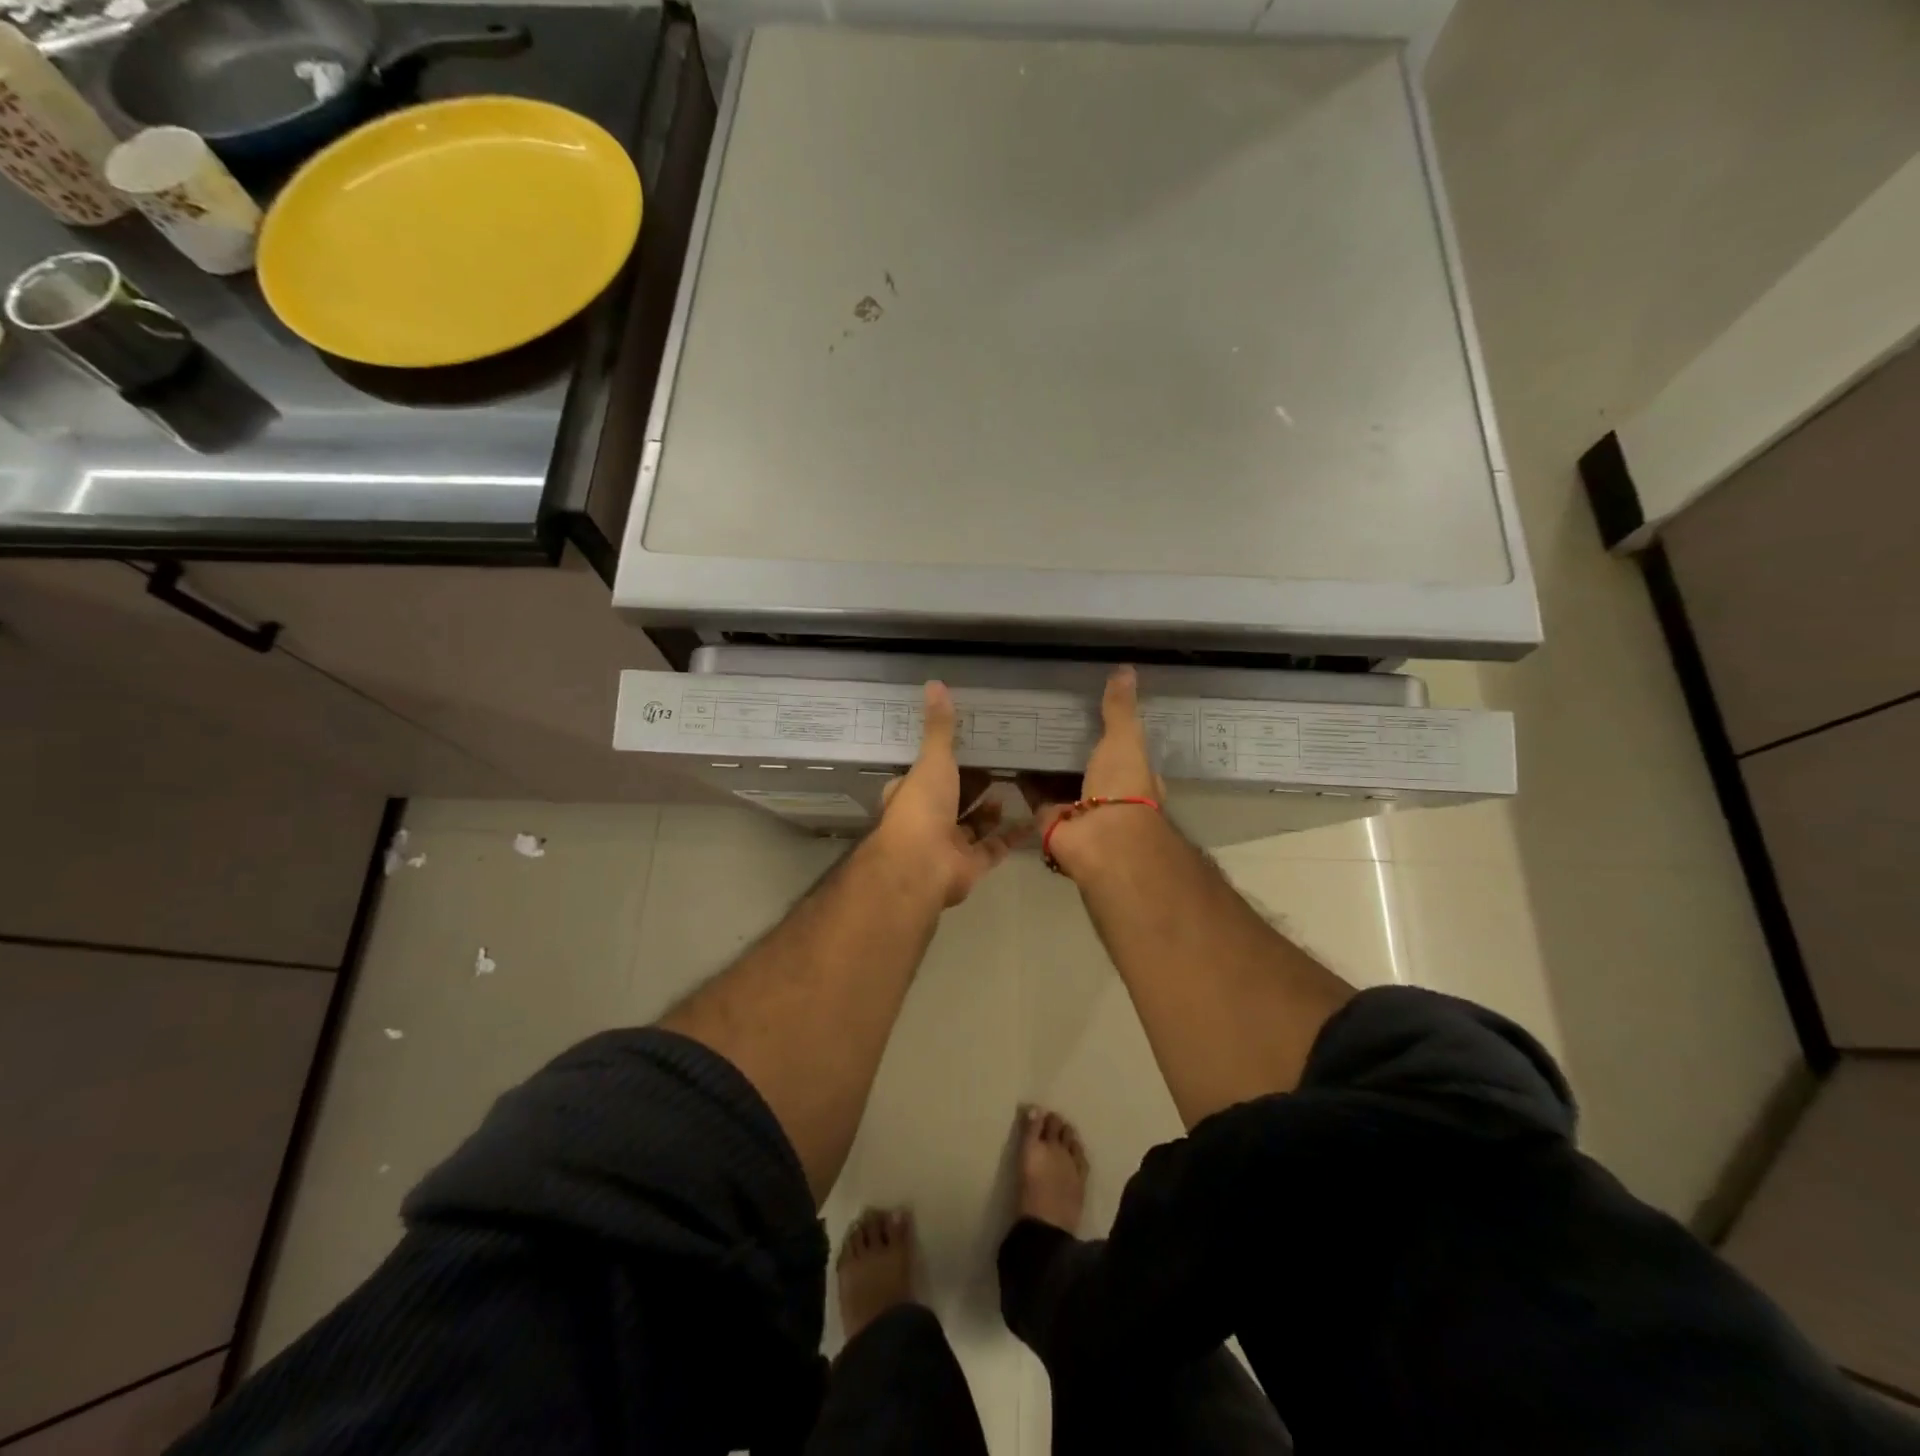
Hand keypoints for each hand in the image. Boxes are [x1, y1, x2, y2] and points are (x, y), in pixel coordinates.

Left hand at [874, 681, 1026, 906]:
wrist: (923, 865)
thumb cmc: (922, 807)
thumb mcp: (933, 759)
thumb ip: (939, 727)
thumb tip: (934, 683)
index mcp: (911, 794)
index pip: (922, 775)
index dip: (939, 762)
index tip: (963, 746)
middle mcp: (927, 820)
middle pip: (951, 800)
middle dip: (970, 786)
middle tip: (997, 764)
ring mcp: (949, 845)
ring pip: (972, 826)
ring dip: (990, 810)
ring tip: (1012, 785)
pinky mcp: (971, 865)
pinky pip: (994, 847)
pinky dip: (1012, 835)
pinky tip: (1033, 817)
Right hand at [1020, 666, 1165, 872]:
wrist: (1100, 839)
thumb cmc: (1123, 788)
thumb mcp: (1125, 740)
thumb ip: (1120, 709)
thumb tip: (1125, 668)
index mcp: (1132, 776)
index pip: (1122, 748)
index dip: (1110, 730)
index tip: (1089, 707)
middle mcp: (1105, 794)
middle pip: (1085, 763)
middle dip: (1069, 744)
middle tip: (1047, 713)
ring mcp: (1076, 807)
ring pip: (1058, 778)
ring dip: (1043, 760)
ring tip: (1022, 727)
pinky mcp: (1048, 817)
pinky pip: (1033, 792)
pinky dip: (1022, 777)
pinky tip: (1007, 752)